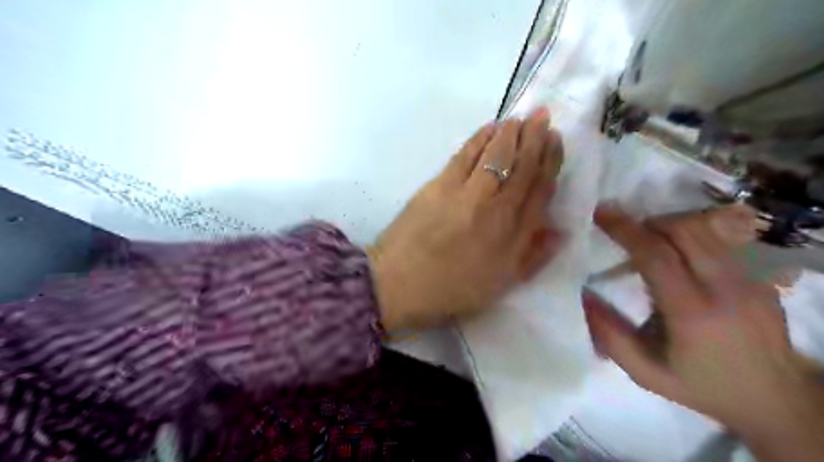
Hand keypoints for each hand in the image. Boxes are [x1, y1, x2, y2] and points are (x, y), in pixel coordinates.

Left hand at [371, 108, 563, 330]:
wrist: (398, 285)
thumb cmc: (451, 291)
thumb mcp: (499, 285)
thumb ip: (532, 257)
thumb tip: (560, 230)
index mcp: (512, 235)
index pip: (539, 189)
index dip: (550, 162)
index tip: (555, 141)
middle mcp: (494, 209)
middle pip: (520, 166)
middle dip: (535, 138)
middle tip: (542, 116)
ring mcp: (465, 194)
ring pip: (494, 155)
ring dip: (510, 133)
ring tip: (520, 118)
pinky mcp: (438, 185)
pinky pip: (465, 155)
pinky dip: (479, 138)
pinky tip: (489, 128)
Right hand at [582, 205, 823, 458]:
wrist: (777, 401)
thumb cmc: (702, 387)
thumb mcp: (646, 373)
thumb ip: (610, 336)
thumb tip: (583, 296)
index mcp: (693, 313)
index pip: (656, 255)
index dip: (625, 230)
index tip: (601, 214)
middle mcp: (726, 289)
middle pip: (684, 231)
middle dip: (647, 222)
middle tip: (624, 230)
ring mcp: (750, 281)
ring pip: (705, 231)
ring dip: (668, 226)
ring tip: (647, 241)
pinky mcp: (759, 279)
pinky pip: (718, 243)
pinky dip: (688, 238)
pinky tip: (676, 258)